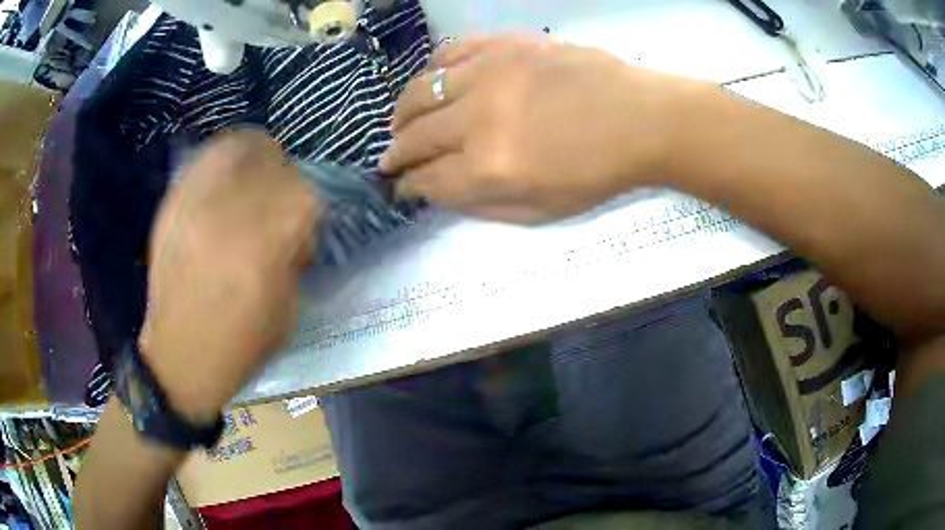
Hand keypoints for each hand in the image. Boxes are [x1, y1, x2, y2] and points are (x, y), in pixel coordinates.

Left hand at [140, 130, 321, 418]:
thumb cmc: (239, 343)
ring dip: (252, 157)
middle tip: (276, 201)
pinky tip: (222, 185)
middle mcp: (230, 211)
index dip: (307, 209)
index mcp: (266, 244)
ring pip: (235, 146)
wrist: (179, 355)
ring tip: (250, 181)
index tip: (299, 231)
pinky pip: (203, 160)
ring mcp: (196, 202)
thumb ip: (295, 253)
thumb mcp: (288, 307)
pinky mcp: (173, 203)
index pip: (304, 193)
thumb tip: (294, 223)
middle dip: (282, 176)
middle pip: (271, 158)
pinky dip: (220, 162)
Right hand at [380, 36, 701, 222]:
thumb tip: (439, 193)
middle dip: (395, 154)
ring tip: (401, 123)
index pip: (426, 179)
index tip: (399, 187)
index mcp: (490, 168)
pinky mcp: (502, 46)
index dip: (407, 186)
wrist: (641, 119)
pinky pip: (449, 53)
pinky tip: (430, 84)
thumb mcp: (541, 212)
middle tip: (390, 160)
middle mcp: (478, 119)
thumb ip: (482, 205)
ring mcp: (489, 74)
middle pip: (415, 137)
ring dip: (402, 113)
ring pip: (420, 92)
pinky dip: (431, 71)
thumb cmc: (598, 173)